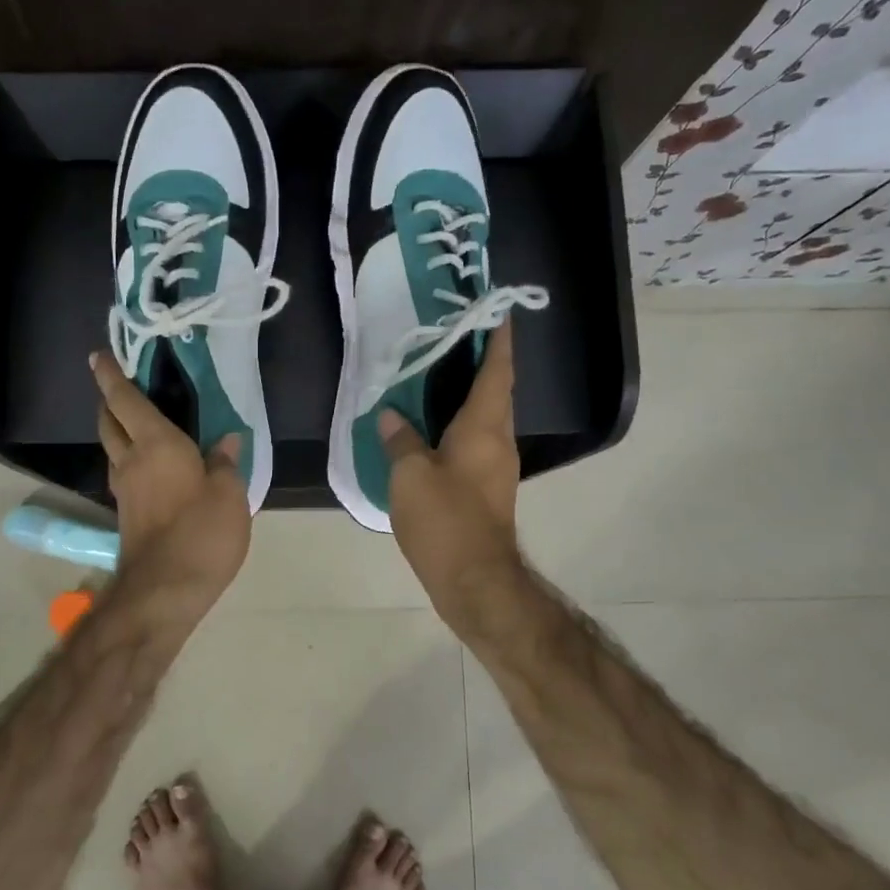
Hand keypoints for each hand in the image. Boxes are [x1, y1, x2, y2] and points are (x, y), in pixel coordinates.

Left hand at [91, 351, 250, 628]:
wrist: (164, 591)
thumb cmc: (201, 533)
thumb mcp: (229, 495)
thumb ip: (225, 464)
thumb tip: (226, 441)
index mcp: (155, 444)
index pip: (125, 400)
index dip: (110, 376)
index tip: (98, 356)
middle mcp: (131, 461)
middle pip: (109, 423)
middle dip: (109, 402)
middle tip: (120, 390)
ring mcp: (124, 491)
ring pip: (112, 450)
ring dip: (117, 432)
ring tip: (137, 426)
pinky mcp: (126, 516)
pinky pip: (122, 475)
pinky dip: (129, 461)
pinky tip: (148, 469)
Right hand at [380, 324, 529, 631]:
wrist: (475, 580)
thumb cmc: (445, 520)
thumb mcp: (410, 475)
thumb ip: (400, 439)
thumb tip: (391, 414)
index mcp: (484, 426)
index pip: (497, 369)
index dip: (498, 338)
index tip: (496, 309)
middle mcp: (498, 440)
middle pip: (497, 390)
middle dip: (482, 361)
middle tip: (453, 338)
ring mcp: (496, 467)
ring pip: (487, 417)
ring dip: (471, 393)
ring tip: (438, 376)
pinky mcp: (487, 489)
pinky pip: (477, 442)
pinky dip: (461, 424)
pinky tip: (433, 428)